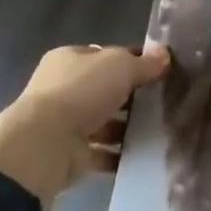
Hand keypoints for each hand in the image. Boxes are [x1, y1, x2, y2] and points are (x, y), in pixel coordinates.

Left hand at [0, 44, 170, 205]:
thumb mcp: (120, 66)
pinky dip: (120, 155)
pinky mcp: (71, 154)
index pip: (107, 55)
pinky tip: (144, 154)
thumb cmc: (81, 93)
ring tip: (160, 130)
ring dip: (128, 127)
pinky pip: (102, 153)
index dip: (134, 60)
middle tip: (165, 102)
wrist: (45, 144)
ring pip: (105, 122)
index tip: (162, 71)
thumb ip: (144, 63)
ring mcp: (66, 123)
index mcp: (70, 59)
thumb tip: (164, 55)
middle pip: (106, 89)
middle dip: (133, 97)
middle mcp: (64, 88)